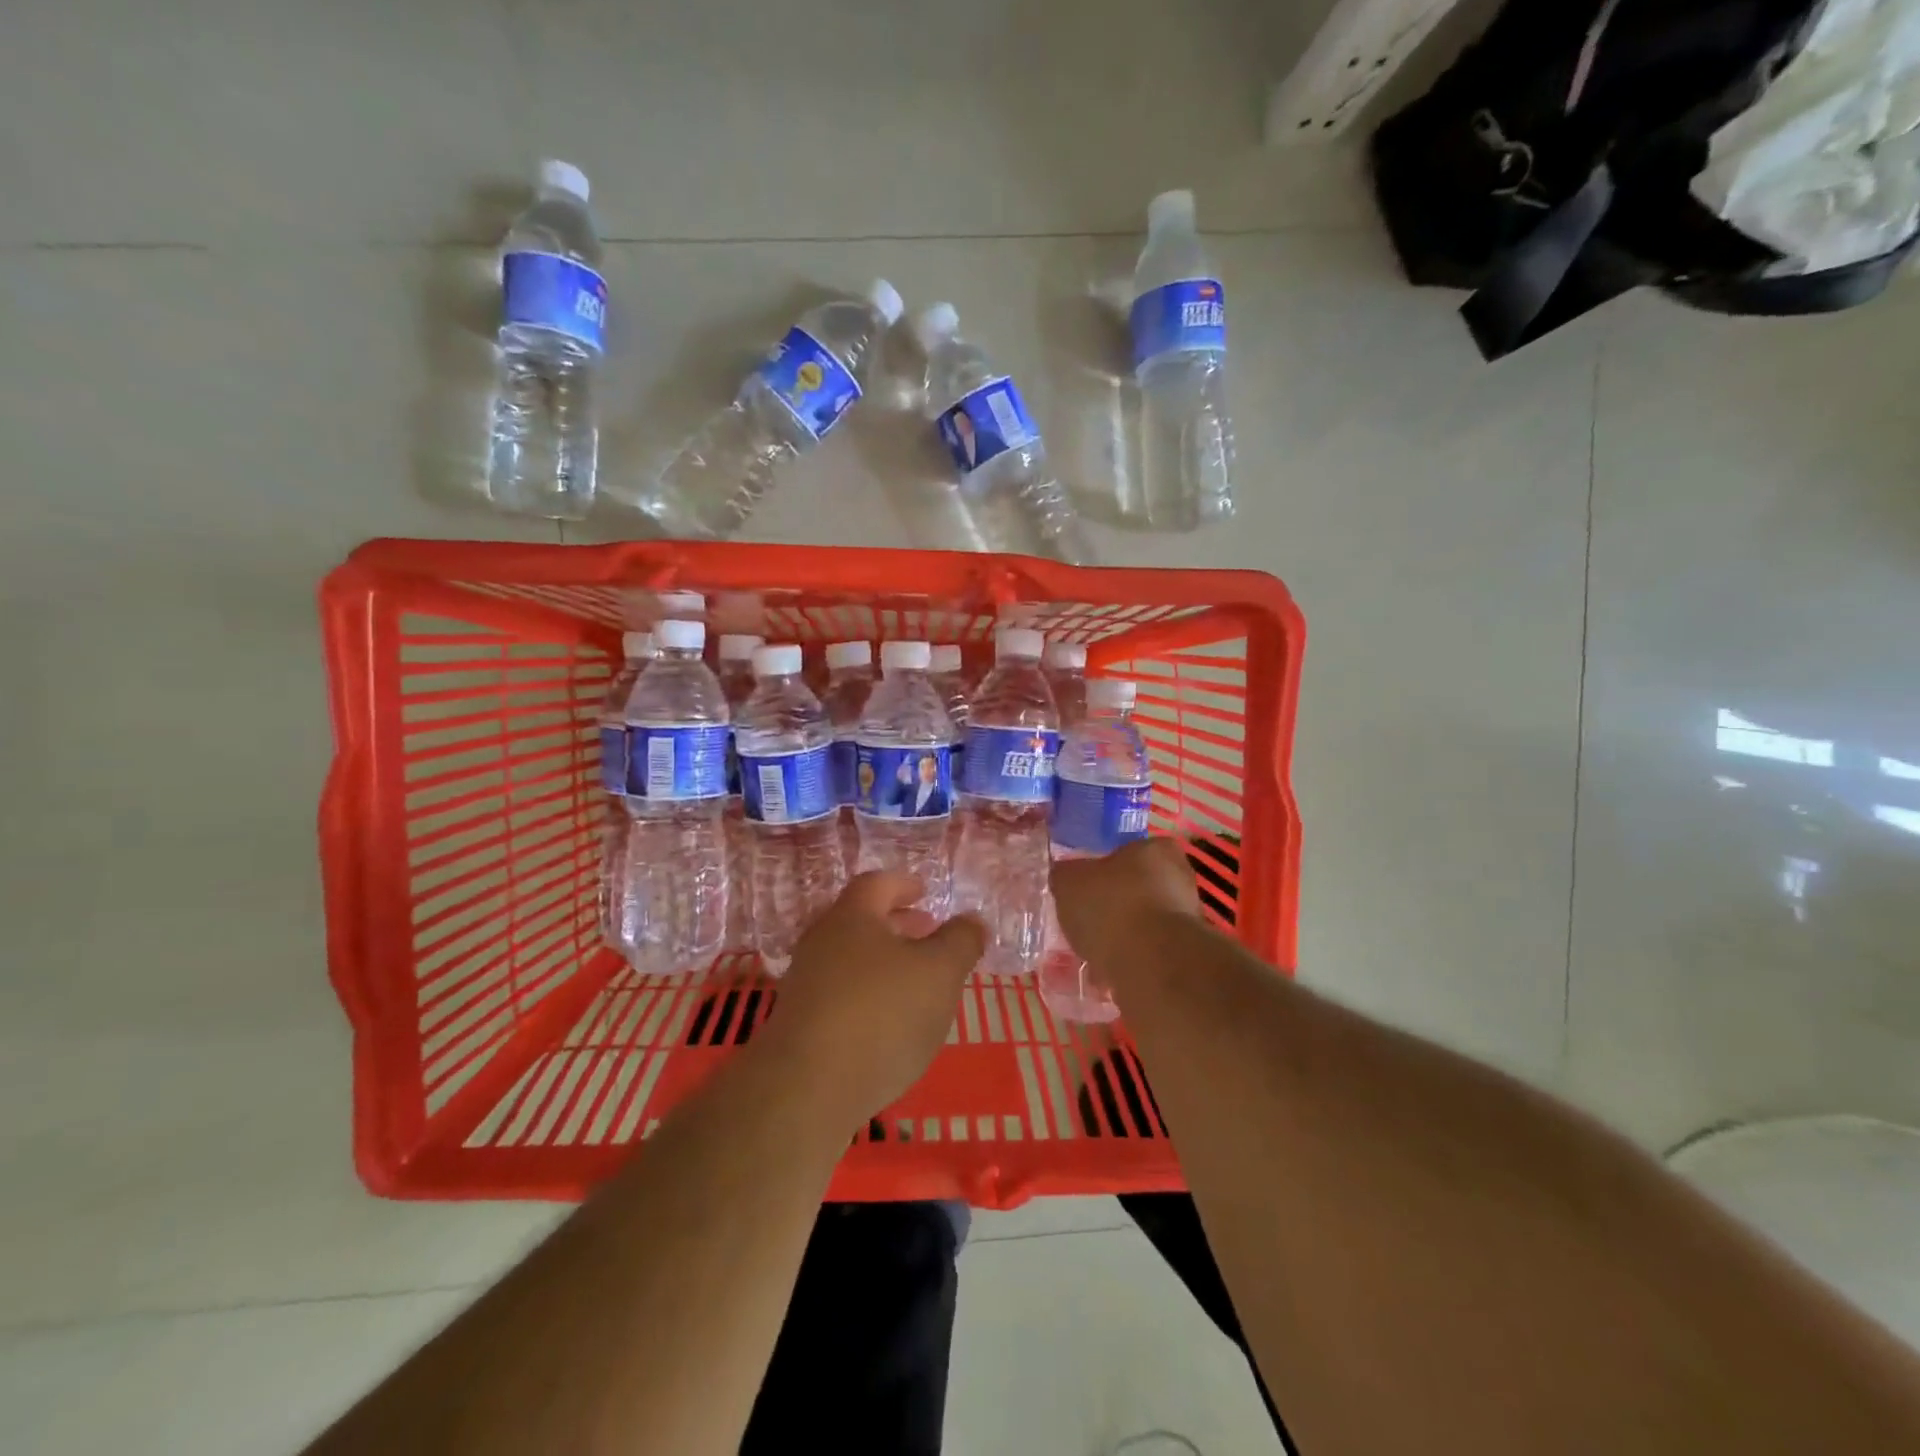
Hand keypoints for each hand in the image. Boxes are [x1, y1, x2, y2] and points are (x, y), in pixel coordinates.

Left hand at [754, 872, 985, 1128]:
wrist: (807, 1089)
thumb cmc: (881, 1014)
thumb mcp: (940, 972)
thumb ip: (961, 941)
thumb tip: (972, 920)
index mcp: (852, 916)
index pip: (877, 884)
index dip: (903, 884)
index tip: (924, 891)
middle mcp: (822, 941)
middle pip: (861, 920)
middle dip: (897, 924)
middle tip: (927, 932)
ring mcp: (806, 983)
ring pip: (850, 958)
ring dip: (883, 962)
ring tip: (915, 981)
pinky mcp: (799, 1023)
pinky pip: (840, 993)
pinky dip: (868, 994)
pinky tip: (889, 1022)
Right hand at [1049, 837, 1202, 977]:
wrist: (1151, 964)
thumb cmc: (1111, 906)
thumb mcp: (1069, 881)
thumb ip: (1066, 875)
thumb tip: (1065, 875)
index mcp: (1158, 849)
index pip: (1132, 850)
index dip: (1107, 867)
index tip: (1088, 885)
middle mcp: (1181, 878)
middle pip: (1139, 887)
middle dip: (1116, 903)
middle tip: (1087, 918)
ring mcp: (1188, 918)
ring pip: (1145, 921)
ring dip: (1123, 934)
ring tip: (1093, 950)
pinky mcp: (1186, 954)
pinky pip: (1150, 951)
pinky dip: (1131, 959)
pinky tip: (1107, 971)